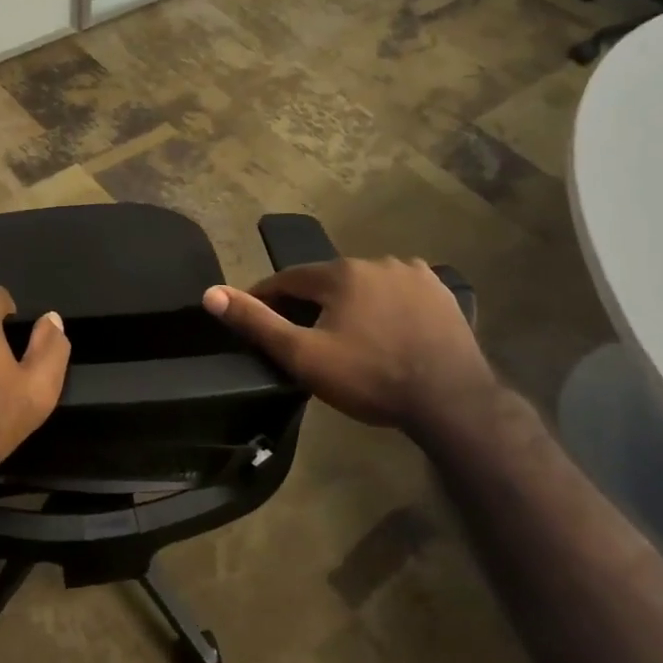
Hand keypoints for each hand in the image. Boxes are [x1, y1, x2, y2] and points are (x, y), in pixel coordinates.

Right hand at [202, 258, 499, 434]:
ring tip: (347, 336)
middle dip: (311, 302)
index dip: (267, 296)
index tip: (255, 315)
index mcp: (341, 273)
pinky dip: (386, 306)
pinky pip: (401, 293)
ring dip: (351, 303)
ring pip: (366, 285)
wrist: (451, 401)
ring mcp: (416, 275)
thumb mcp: (304, 355)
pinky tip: (387, 330)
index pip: (289, 278)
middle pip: (329, 280)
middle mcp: (378, 261)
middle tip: (302, 335)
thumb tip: (211, 293)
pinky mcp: (443, 294)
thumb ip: (257, 322)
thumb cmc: (370, 377)